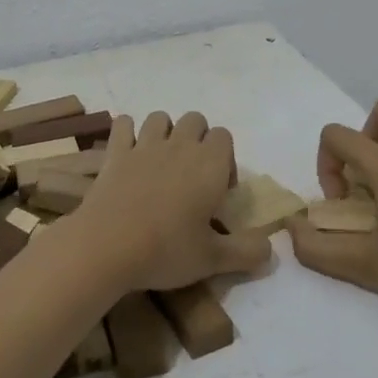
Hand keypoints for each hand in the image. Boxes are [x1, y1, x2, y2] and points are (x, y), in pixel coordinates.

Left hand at [73, 112, 270, 292]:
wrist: (107, 246)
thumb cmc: (166, 250)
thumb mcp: (213, 260)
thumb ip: (246, 252)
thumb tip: (270, 249)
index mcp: (209, 164)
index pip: (224, 137)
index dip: (225, 159)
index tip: (218, 192)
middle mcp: (179, 145)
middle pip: (195, 120)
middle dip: (197, 139)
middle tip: (192, 176)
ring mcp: (144, 145)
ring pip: (160, 117)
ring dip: (164, 132)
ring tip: (161, 163)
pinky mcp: (115, 152)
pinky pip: (124, 124)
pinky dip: (127, 132)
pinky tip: (128, 153)